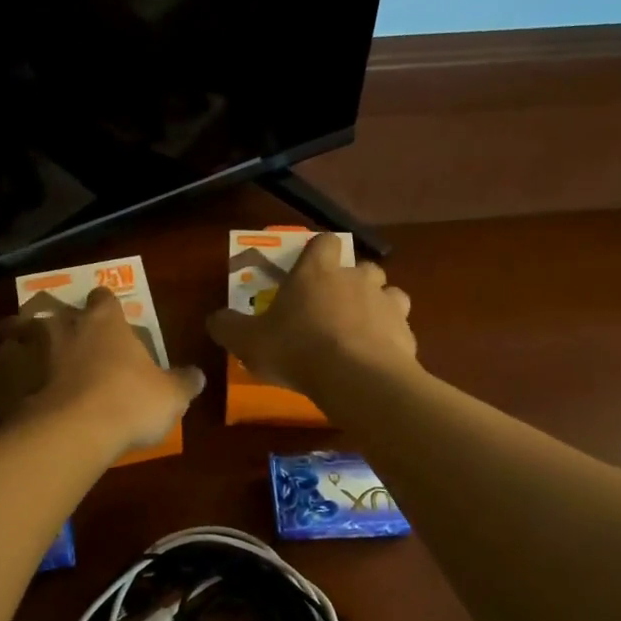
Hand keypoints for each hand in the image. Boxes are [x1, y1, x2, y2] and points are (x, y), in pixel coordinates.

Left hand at [0, 289, 204, 459]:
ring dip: (19, 343)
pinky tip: (10, 395)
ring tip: (26, 361)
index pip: (103, 298)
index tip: (106, 317)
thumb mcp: (170, 396)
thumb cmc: (128, 403)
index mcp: (102, 321)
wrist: (71, 431)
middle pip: (50, 310)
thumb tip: (199, 376)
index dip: (104, 306)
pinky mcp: (0, 377)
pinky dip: (2, 379)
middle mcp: (60, 324)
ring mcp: (25, 347)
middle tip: (61, 341)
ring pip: (14, 332)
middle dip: (54, 322)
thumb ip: (183, 382)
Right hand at [205, 234, 415, 394]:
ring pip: (388, 293)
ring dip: (377, 306)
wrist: (355, 378)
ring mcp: (386, 303)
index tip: (309, 270)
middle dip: (351, 282)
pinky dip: (390, 338)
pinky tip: (376, 358)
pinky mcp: (406, 332)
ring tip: (360, 331)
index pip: (324, 242)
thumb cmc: (296, 349)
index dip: (318, 252)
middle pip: (361, 266)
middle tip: (333, 308)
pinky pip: (400, 327)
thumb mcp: (248, 341)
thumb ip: (228, 327)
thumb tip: (214, 318)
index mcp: (317, 271)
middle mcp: (355, 278)